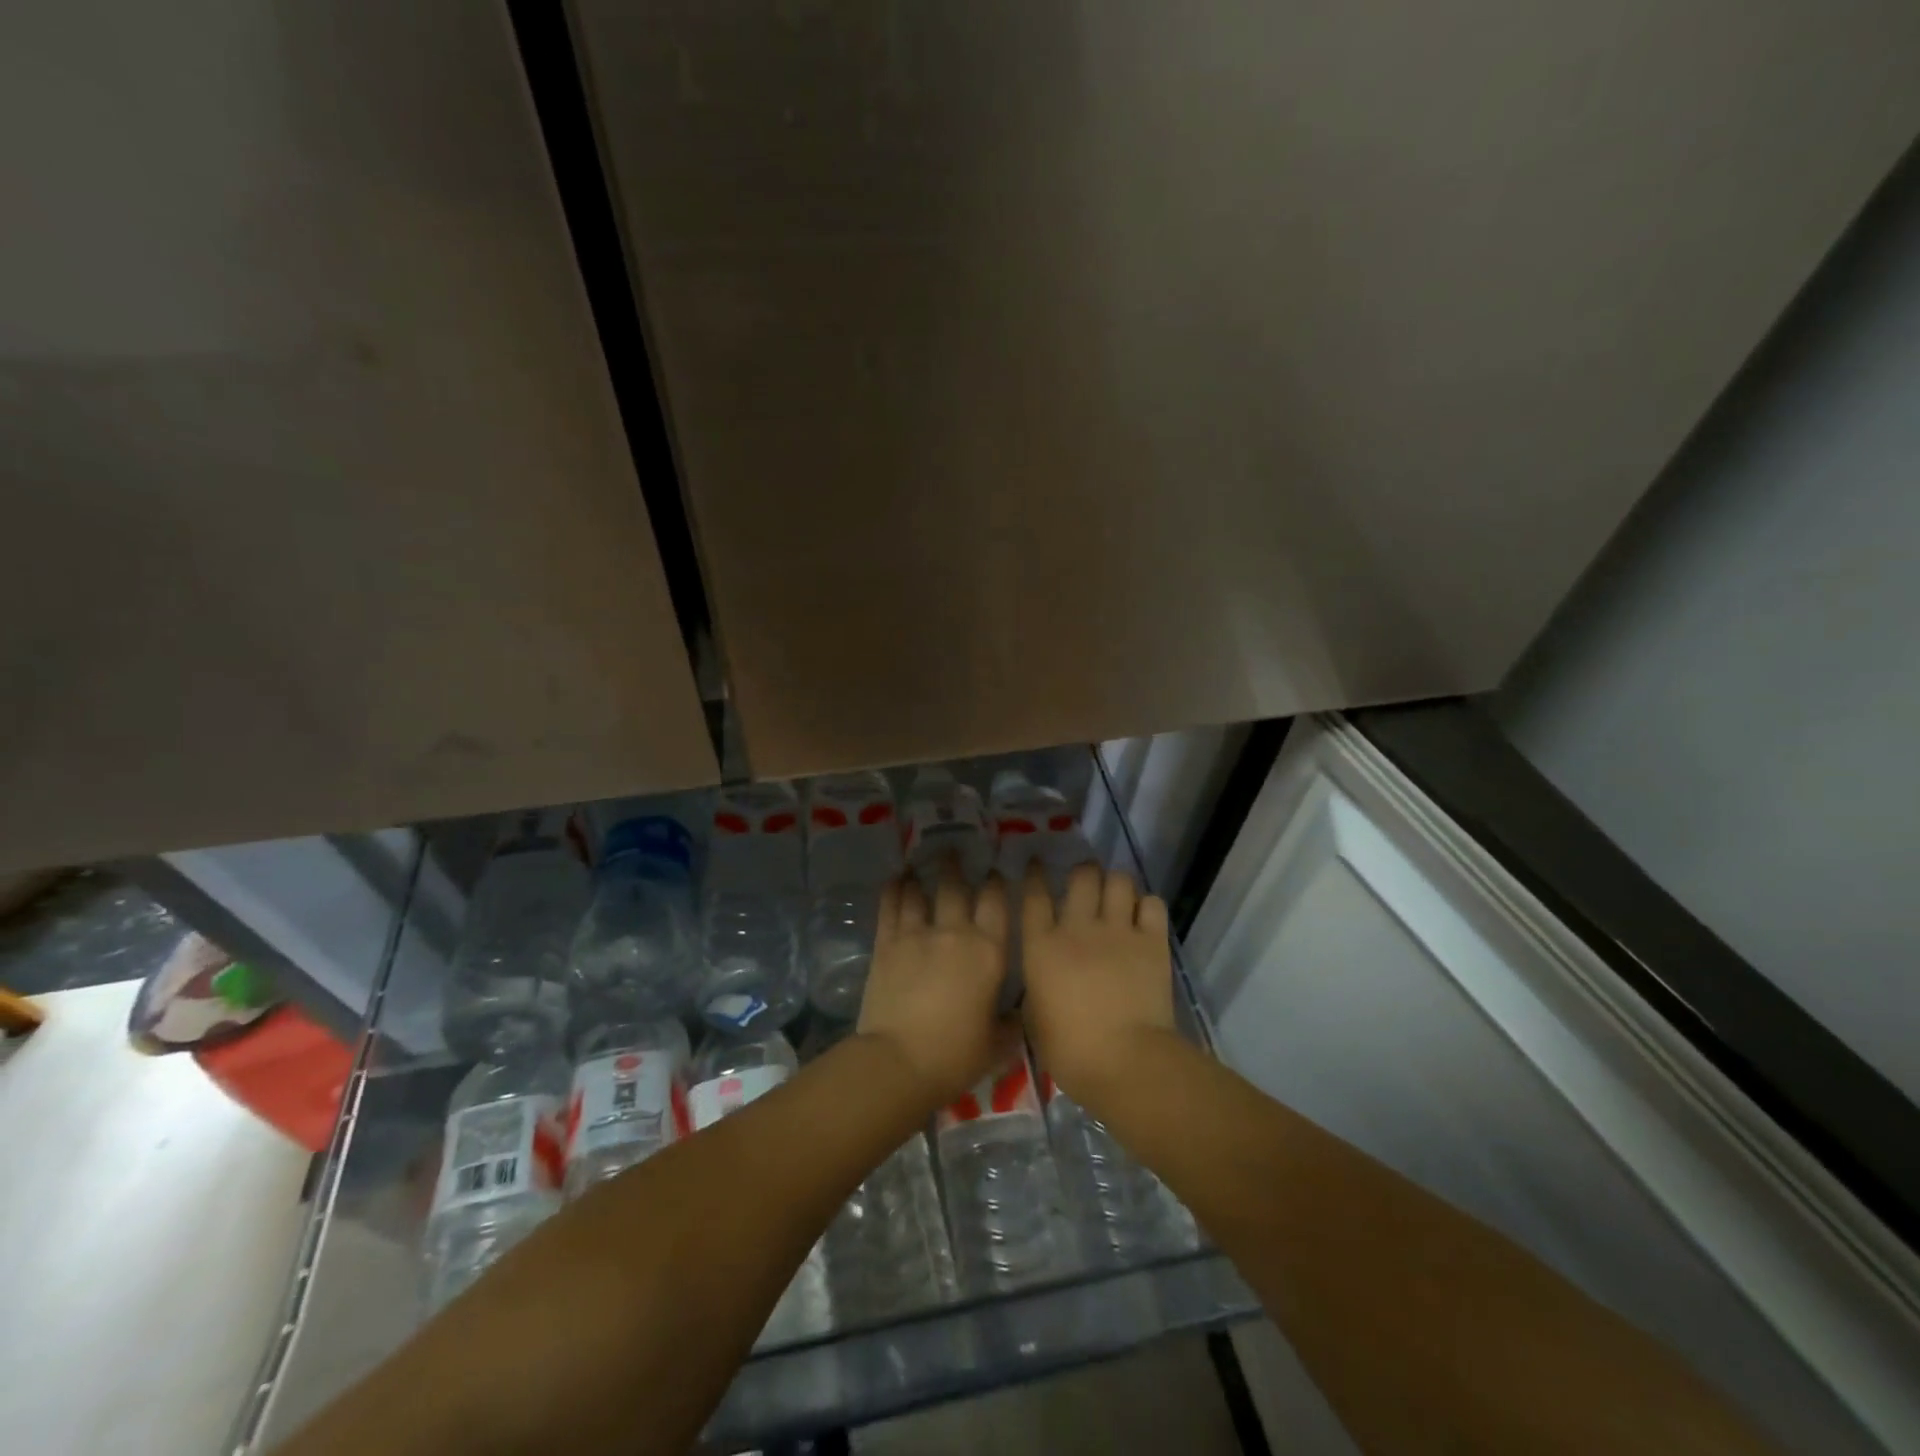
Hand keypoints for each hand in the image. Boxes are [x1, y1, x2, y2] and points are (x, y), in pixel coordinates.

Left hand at [856, 862, 1009, 1109]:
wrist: (899, 1061)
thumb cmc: (955, 1055)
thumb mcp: (996, 1043)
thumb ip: (1008, 1022)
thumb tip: (1014, 1012)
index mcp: (989, 951)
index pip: (996, 903)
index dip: (996, 883)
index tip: (993, 872)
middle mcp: (955, 932)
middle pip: (955, 887)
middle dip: (955, 865)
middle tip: (953, 850)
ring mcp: (917, 934)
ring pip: (920, 891)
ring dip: (920, 874)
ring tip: (919, 862)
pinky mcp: (886, 943)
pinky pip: (890, 907)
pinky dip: (893, 890)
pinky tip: (895, 880)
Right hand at [1021, 862, 1177, 1110]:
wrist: (1124, 1060)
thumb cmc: (1069, 1050)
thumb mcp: (1034, 1018)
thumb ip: (1036, 986)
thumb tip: (1042, 977)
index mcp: (1042, 946)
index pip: (1034, 895)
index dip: (1034, 875)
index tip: (1036, 864)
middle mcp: (1079, 928)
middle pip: (1082, 876)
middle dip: (1083, 872)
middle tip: (1086, 880)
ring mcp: (1118, 931)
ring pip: (1119, 881)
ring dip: (1116, 883)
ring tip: (1117, 894)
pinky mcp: (1152, 941)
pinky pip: (1152, 904)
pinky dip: (1147, 905)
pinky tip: (1143, 916)